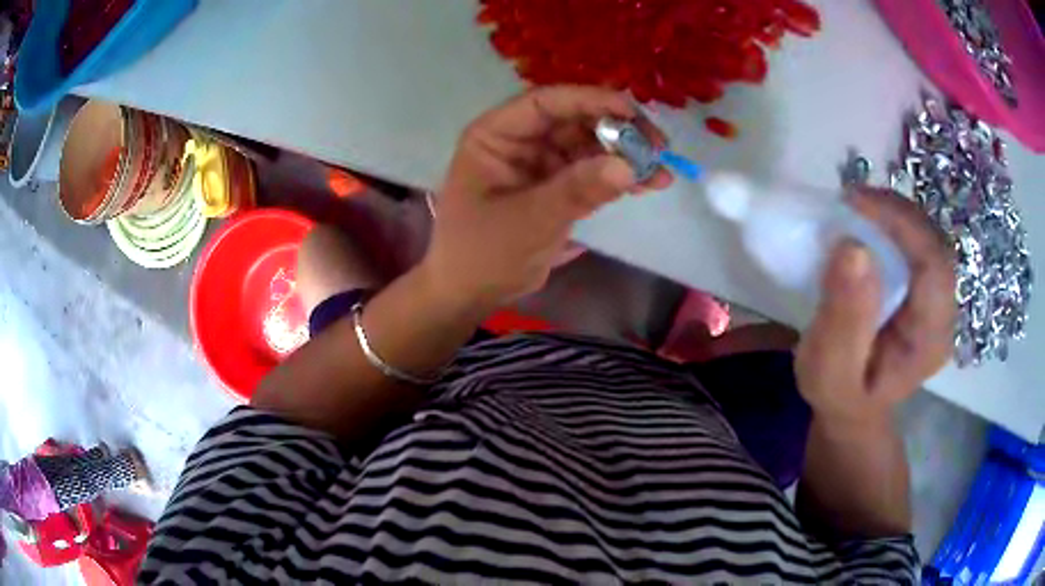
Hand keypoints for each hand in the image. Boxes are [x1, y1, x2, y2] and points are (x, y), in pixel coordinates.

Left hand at [421, 86, 672, 311]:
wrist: (471, 292)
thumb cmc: (482, 253)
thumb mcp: (528, 221)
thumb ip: (576, 191)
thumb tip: (628, 167)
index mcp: (496, 135)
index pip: (545, 103)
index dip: (589, 101)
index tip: (631, 113)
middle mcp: (519, 141)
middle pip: (574, 120)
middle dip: (616, 130)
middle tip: (657, 145)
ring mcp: (541, 164)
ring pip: (589, 146)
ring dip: (625, 155)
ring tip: (661, 172)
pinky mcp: (558, 187)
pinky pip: (593, 172)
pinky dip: (619, 177)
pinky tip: (650, 184)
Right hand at [795, 190, 955, 428]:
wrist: (853, 405)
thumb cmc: (839, 394)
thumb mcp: (830, 371)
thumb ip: (844, 321)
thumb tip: (854, 249)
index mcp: (930, 340)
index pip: (935, 267)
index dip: (903, 225)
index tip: (856, 203)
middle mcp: (943, 313)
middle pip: (935, 243)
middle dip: (898, 213)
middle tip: (852, 200)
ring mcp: (937, 298)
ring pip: (928, 236)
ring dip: (894, 213)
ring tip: (857, 207)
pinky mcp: (924, 287)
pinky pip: (916, 242)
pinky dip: (892, 222)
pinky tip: (868, 221)